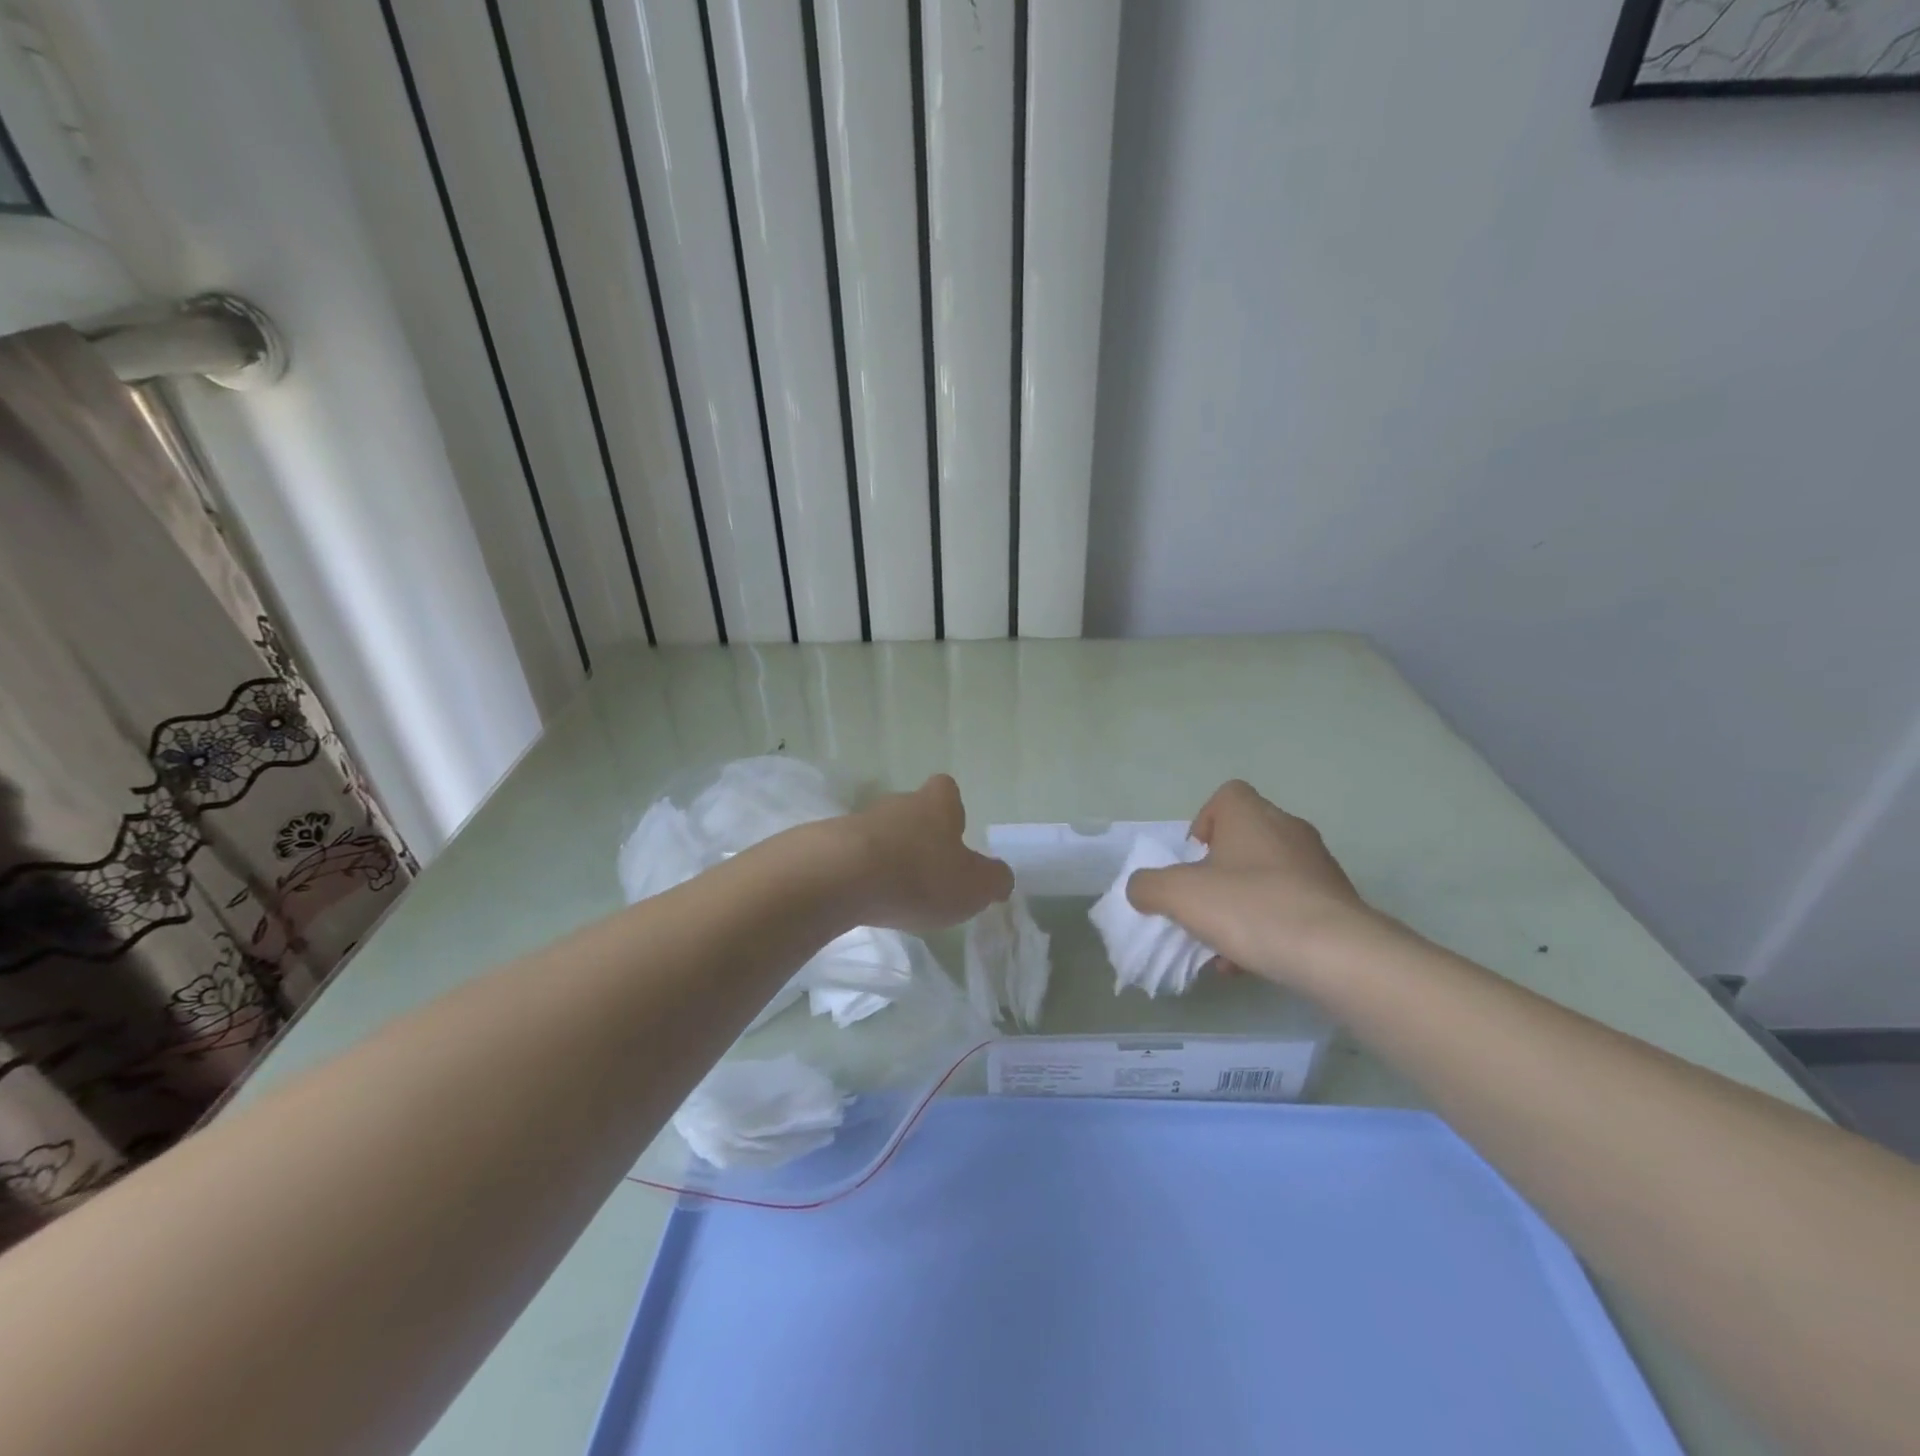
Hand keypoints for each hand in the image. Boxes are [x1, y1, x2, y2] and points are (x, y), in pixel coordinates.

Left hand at [840, 774, 1012, 933]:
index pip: (946, 790)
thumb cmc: (919, 876)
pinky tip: (862, 898)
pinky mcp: (827, 844)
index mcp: (936, 805)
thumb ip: (994, 881)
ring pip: (880, 834)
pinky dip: (859, 873)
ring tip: (893, 892)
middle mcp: (898, 804)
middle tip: (927, 874)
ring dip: (887, 857)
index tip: (954, 836)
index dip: (952, 810)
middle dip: (919, 838)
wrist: (839, 877)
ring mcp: (858, 821)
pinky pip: (850, 855)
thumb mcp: (974, 886)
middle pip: (912, 811)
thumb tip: (1000, 877)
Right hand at [1126, 780, 1384, 985]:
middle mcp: (1288, 830)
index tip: (1192, 861)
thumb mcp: (1178, 895)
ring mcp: (1317, 866)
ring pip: (1266, 879)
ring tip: (1223, 947)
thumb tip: (1142, 888)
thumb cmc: (1250, 907)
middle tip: (1202, 905)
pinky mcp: (1337, 902)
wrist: (1337, 954)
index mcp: (1251, 815)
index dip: (1202, 824)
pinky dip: (1267, 928)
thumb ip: (1148, 886)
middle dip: (1217, 875)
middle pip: (1243, 842)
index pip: (1225, 797)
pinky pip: (1290, 907)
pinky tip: (1251, 963)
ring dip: (1239, 908)